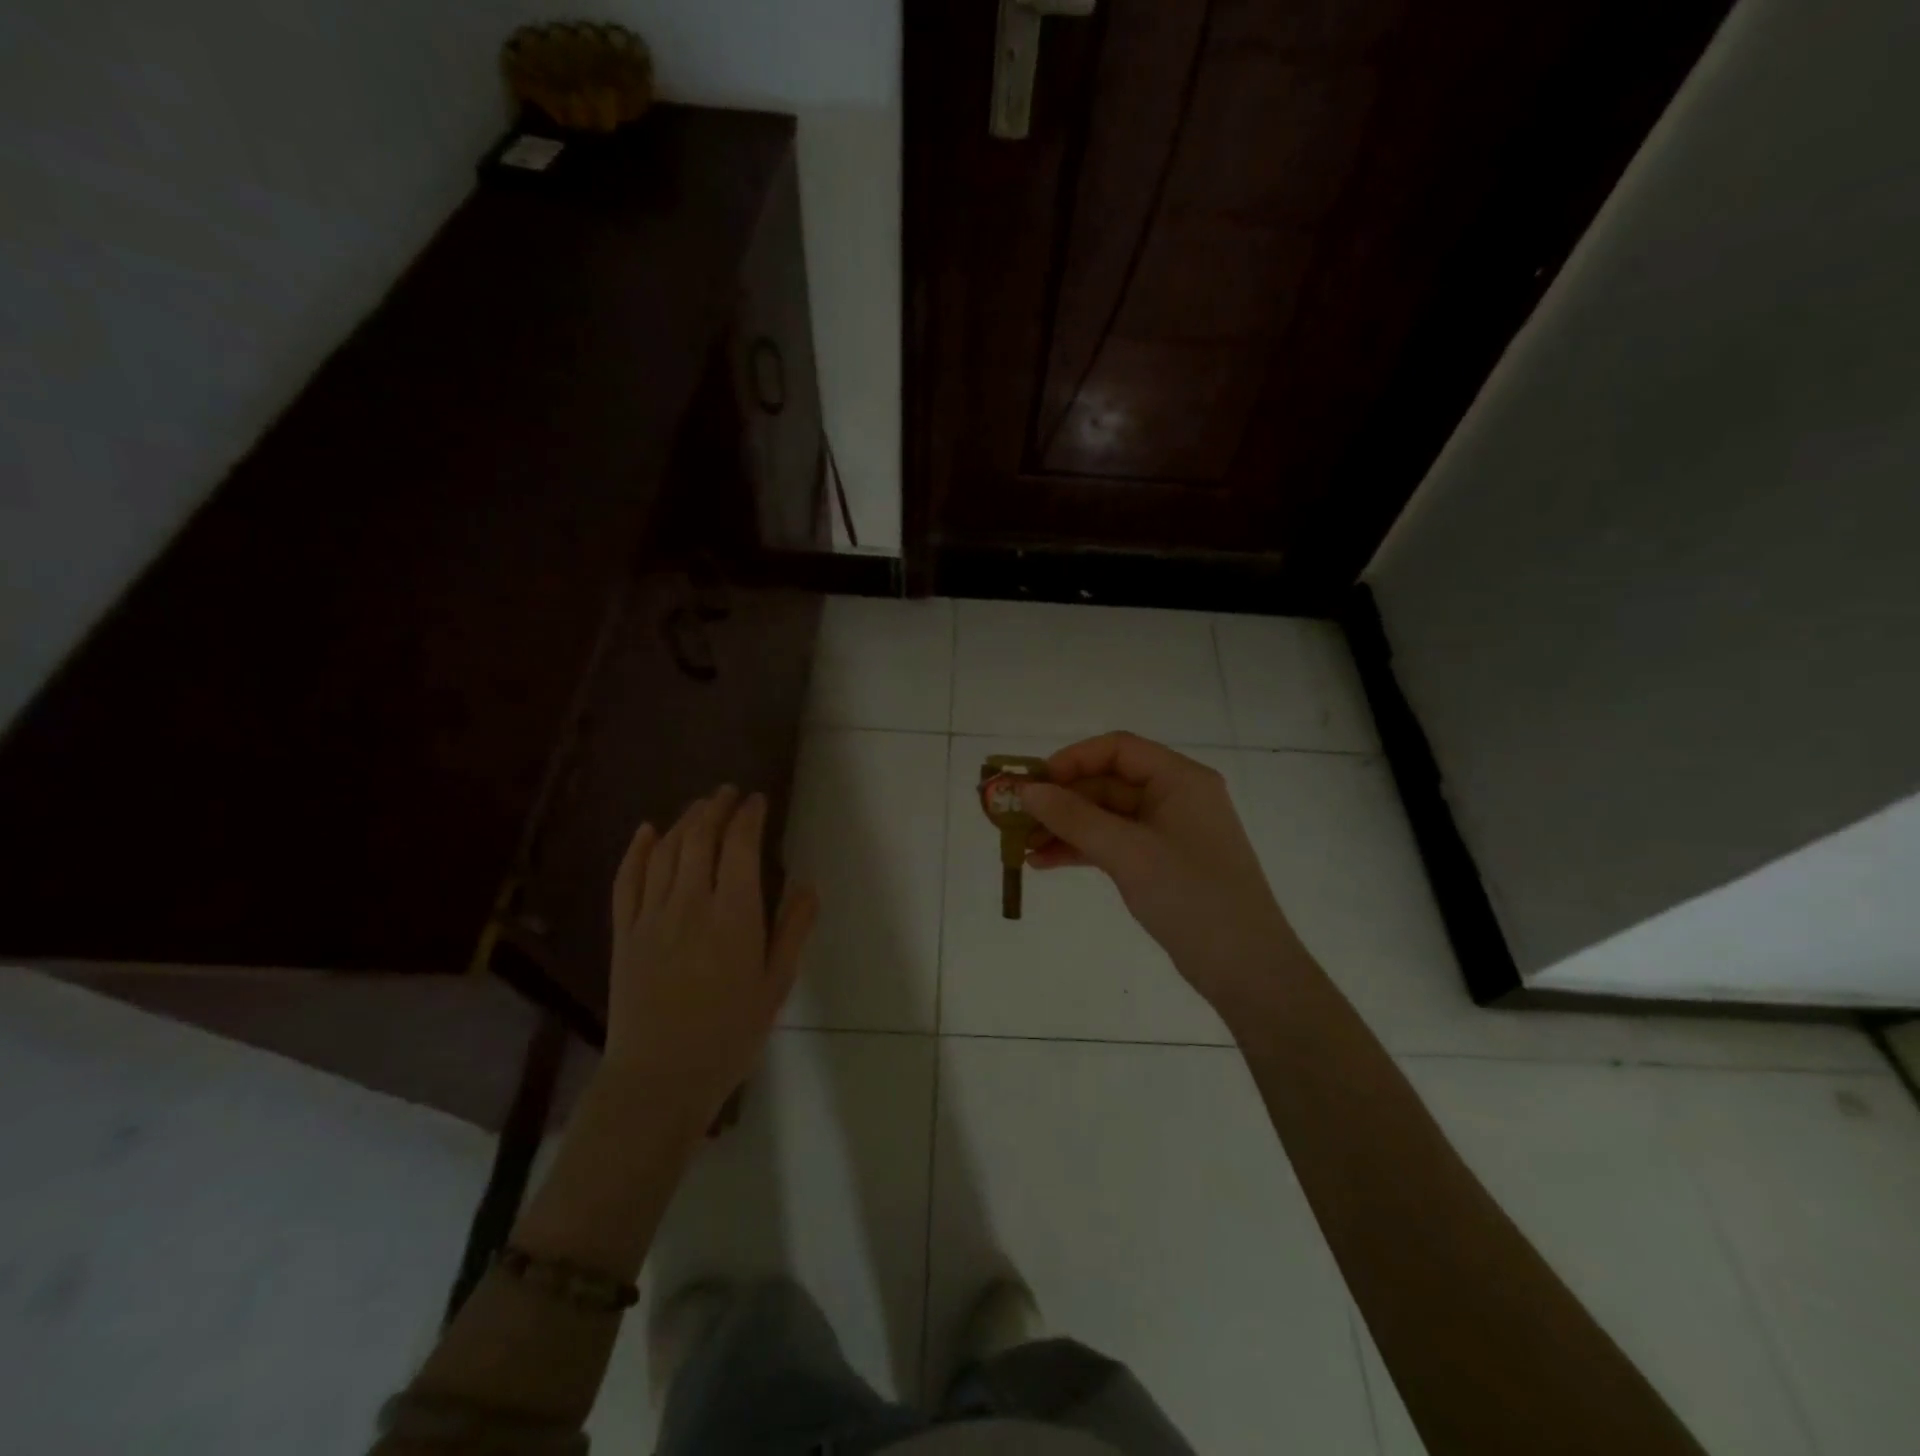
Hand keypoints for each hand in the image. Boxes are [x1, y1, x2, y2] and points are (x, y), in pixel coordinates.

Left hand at [602, 786, 817, 1127]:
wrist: (660, 1078)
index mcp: (733, 915)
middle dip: (715, 808)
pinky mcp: (625, 933)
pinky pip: (627, 880)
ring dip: (684, 821)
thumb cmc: (730, 1034)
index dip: (748, 816)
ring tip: (699, 806)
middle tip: (728, 793)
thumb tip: (808, 884)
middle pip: (700, 838)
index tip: (757, 800)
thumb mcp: (776, 984)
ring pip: (666, 851)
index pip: (740, 846)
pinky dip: (638, 850)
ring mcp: (652, 916)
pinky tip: (647, 831)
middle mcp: (690, 904)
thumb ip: (793, 929)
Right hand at [1019, 732, 1311, 1020]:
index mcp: (1180, 779)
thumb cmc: (1191, 896)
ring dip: (1064, 827)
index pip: (1117, 749)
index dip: (1071, 760)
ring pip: (1105, 816)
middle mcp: (1174, 797)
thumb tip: (1026, 791)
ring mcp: (1167, 832)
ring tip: (1021, 845)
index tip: (1033, 783)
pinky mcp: (1159, 863)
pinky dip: (1080, 850)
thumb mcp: (1128, 852)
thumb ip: (1074, 817)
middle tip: (1015, 816)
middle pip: (1107, 783)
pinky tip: (1043, 863)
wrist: (1246, 969)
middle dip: (1060, 799)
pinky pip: (1112, 844)